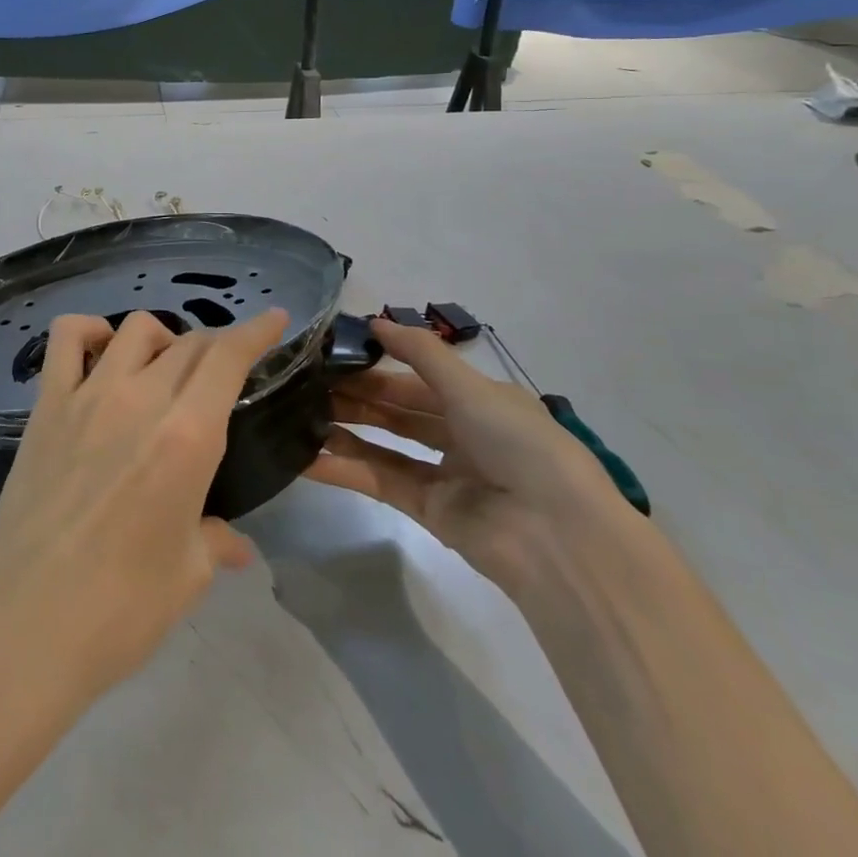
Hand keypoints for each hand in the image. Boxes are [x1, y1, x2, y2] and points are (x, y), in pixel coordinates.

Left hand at [0, 307, 289, 711]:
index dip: (255, 332)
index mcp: (187, 437)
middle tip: (223, 370)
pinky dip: (89, 331)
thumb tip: (235, 543)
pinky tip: (101, 353)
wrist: (25, 624)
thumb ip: (215, 541)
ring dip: (162, 340)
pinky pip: (66, 338)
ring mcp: (88, 395)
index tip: (274, 319)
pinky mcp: (47, 404)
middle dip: (216, 346)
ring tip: (164, 370)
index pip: (228, 358)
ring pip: (135, 330)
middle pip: (189, 343)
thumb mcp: (187, 575)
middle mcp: (141, 399)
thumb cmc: (120, 609)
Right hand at [303, 316, 635, 596]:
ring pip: (384, 444)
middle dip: (356, 396)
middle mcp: (462, 435)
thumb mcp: (471, 387)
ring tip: (299, 413)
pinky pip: (380, 482)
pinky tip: (308, 458)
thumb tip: (374, 321)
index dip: (377, 364)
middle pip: (398, 410)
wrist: (558, 537)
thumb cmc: (519, 444)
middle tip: (306, 383)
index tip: (332, 353)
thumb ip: (420, 352)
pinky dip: (345, 470)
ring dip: (345, 430)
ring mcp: (445, 476)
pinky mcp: (429, 512)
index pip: (417, 377)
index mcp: (479, 402)